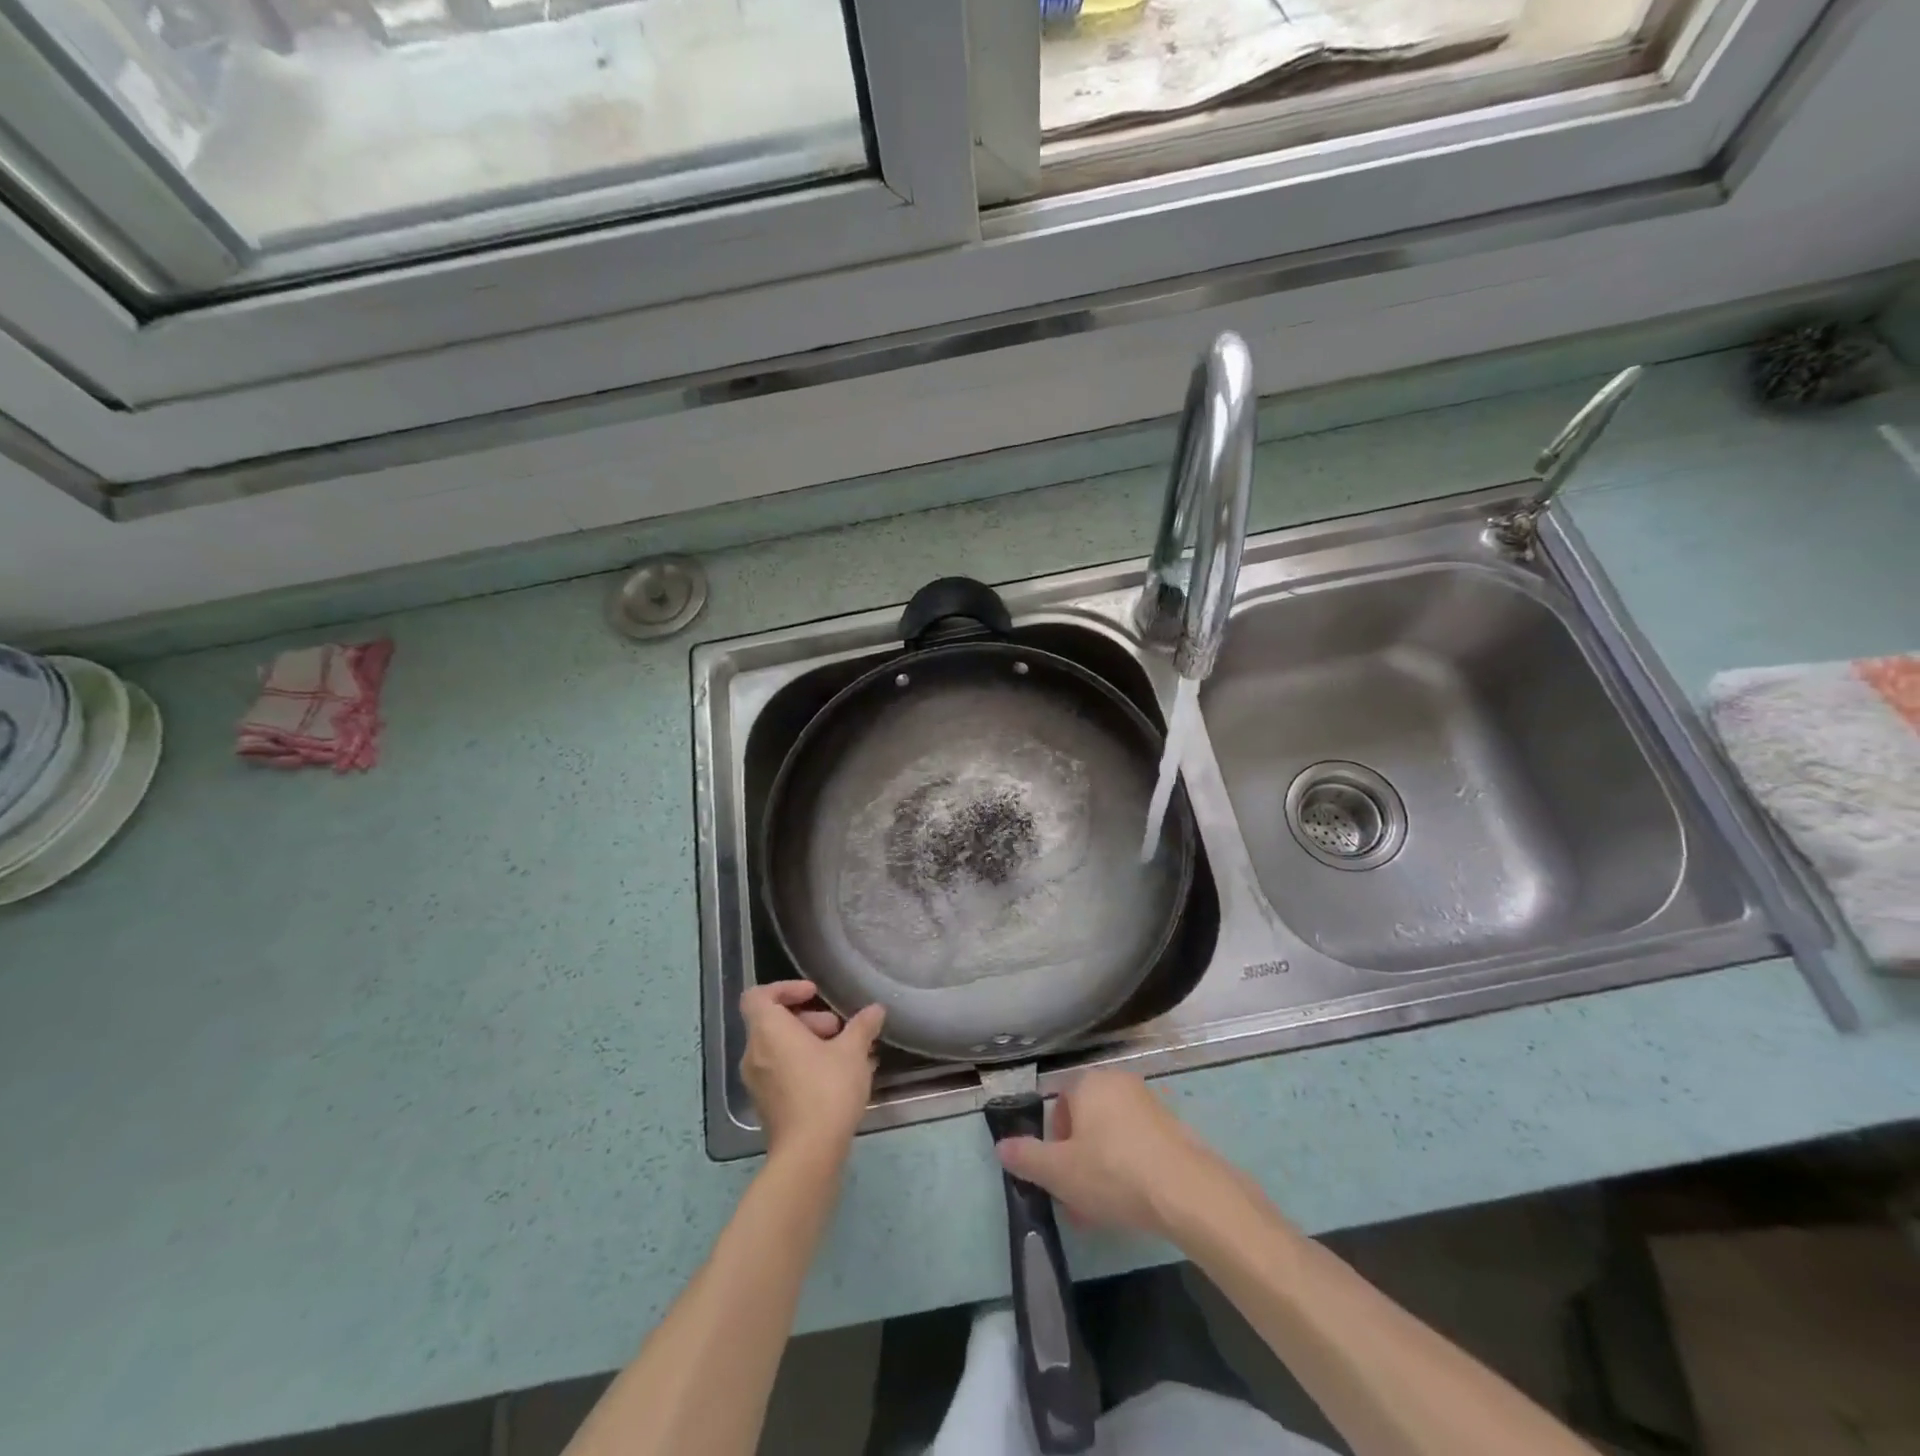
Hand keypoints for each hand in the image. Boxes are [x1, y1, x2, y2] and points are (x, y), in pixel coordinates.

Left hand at [740, 981, 884, 1165]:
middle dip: (807, 1019)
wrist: (808, 1154)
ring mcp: (757, 1082)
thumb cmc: (827, 1090)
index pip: (758, 995)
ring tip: (844, 1054)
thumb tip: (875, 1010)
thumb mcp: (853, 1051)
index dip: (785, 988)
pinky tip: (836, 1078)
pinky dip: (803, 1065)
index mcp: (768, 1031)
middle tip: (837, 1029)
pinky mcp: (765, 1105)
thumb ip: (862, 1026)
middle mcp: (754, 1053)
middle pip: (772, 1021)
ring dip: (808, 1043)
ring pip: (778, 1048)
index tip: (814, 994)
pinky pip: (780, 1071)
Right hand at [994, 1069, 1243, 1240]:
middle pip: (1085, 1122)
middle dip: (1076, 1161)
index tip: (1058, 1178)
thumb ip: (1026, 1157)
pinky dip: (1128, 1168)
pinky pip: (1137, 1145)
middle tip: (1076, 1201)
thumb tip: (1001, 1146)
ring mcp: (1149, 1103)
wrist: (1186, 1191)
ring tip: (1101, 1212)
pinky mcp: (1173, 1128)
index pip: (1059, 1106)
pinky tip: (1131, 1204)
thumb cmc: (1113, 1172)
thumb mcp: (1059, 1171)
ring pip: (1111, 1137)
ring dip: (1100, 1169)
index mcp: (1088, 1083)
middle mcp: (1118, 1082)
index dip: (1053, 1144)